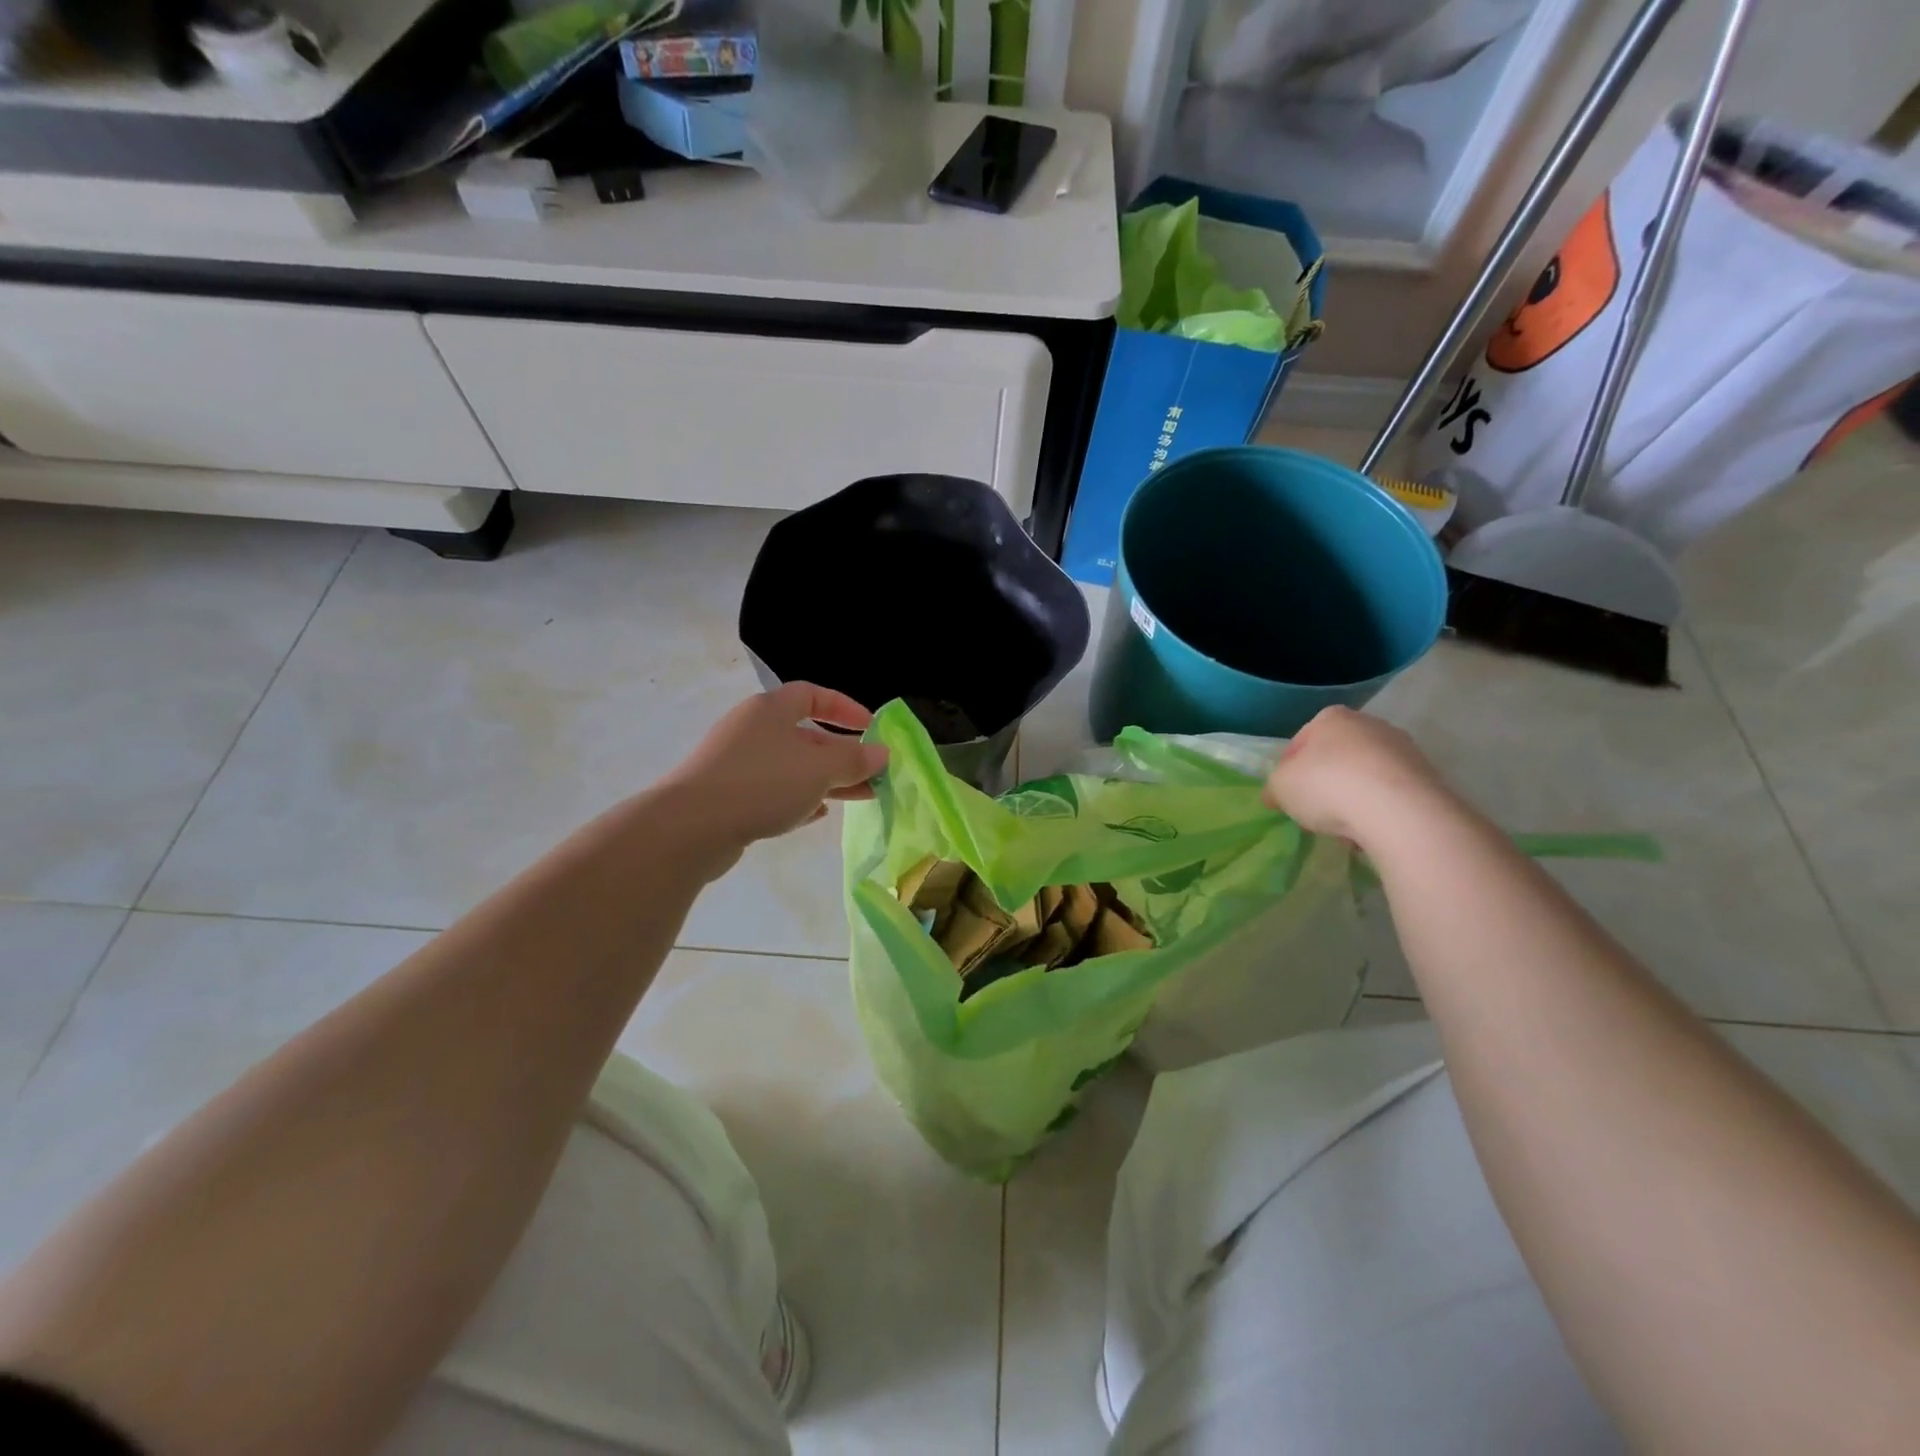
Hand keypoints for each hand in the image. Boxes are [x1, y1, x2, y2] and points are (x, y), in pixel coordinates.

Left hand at [656, 684, 889, 873]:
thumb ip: (854, 760)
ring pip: (793, 767)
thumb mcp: (818, 769)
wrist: (690, 827)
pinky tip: (817, 814)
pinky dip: (799, 799)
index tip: (872, 728)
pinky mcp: (728, 796)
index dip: (845, 709)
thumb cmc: (762, 784)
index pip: (813, 695)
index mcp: (770, 710)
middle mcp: (752, 730)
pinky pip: (773, 792)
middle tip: (874, 773)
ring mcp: (737, 764)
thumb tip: (882, 753)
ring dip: (827, 780)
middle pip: (806, 736)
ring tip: (860, 797)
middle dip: (843, 754)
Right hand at [1262, 706, 1456, 849]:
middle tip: (1315, 812)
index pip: (1300, 742)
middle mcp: (1369, 724)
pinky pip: (1391, 794)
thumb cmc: (1327, 786)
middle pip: (1336, 757)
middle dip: (1325, 783)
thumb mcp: (1280, 787)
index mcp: (1331, 718)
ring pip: (1365, 776)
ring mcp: (1403, 748)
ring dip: (1353, 798)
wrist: (1399, 810)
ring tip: (1345, 828)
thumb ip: (1275, 788)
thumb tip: (1276, 794)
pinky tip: (1371, 831)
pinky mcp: (1428, 775)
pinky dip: (1379, 810)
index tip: (1288, 796)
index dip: (1289, 771)